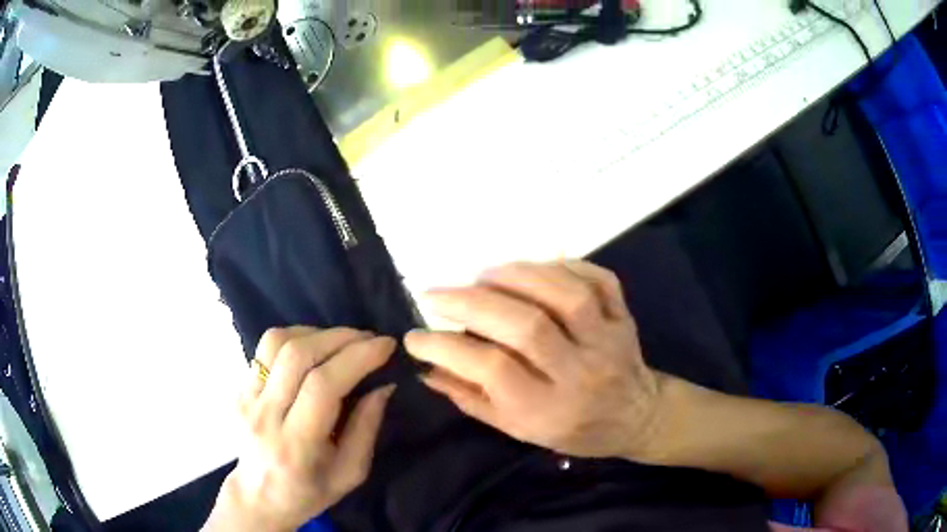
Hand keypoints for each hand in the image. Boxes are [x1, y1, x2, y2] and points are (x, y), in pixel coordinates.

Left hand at [206, 327, 395, 531]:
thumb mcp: (350, 474)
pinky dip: (295, 338)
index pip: (322, 385)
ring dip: (315, 333)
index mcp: (295, 445)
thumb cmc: (309, 492)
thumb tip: (383, 385)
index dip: (357, 357)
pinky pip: (265, 349)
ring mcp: (246, 398)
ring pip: (277, 342)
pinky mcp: (239, 388)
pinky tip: (314, 348)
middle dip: (341, 338)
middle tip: (370, 338)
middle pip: (298, 355)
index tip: (386, 345)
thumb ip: (366, 428)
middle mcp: (264, 416)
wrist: (258, 497)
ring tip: (341, 341)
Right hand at [405, 261, 665, 460]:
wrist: (636, 417)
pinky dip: (566, 265)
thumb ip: (472, 399)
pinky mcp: (624, 317)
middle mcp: (580, 373)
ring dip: (516, 276)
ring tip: (483, 275)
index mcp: (549, 409)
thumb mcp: (518, 430)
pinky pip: (599, 280)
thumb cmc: (572, 430)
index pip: (492, 370)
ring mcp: (608, 341)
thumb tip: (427, 368)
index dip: (446, 349)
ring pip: (564, 296)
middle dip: (473, 303)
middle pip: (526, 326)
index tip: (415, 336)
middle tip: (438, 293)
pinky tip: (536, 269)